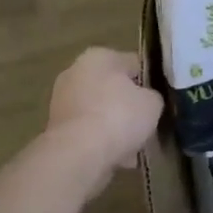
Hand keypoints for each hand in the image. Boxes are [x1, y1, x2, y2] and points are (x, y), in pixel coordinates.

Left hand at [45, 48, 162, 174]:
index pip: (134, 63)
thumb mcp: (153, 103)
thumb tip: (146, 100)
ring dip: (114, 125)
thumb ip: (152, 96)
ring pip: (99, 111)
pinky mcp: (55, 127)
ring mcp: (61, 100)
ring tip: (133, 146)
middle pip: (113, 87)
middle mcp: (75, 72)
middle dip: (127, 105)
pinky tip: (115, 156)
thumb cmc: (119, 116)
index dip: (149, 82)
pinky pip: (87, 130)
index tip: (158, 100)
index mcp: (100, 56)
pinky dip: (100, 140)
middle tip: (145, 123)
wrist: (78, 154)